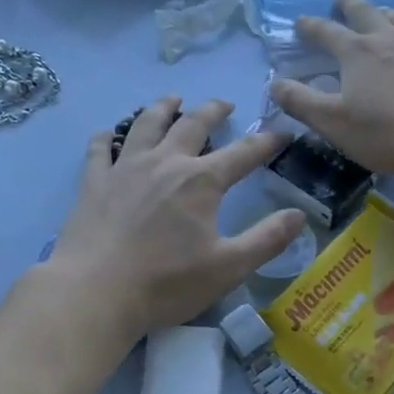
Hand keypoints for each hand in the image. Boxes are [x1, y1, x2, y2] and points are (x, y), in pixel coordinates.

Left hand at [47, 96, 304, 342]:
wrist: (95, 292)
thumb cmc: (167, 283)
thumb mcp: (229, 267)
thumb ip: (267, 239)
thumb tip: (299, 215)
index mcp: (201, 181)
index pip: (243, 154)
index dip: (266, 143)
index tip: (281, 135)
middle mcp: (165, 163)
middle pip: (193, 125)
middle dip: (213, 111)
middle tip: (225, 105)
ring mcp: (125, 168)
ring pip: (146, 124)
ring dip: (163, 108)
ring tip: (172, 100)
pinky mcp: (93, 183)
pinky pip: (99, 149)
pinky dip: (106, 136)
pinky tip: (108, 133)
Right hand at [268, 0, 393, 176]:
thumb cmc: (386, 132)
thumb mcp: (333, 123)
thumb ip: (301, 103)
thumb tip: (275, 84)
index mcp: (355, 53)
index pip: (325, 32)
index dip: (310, 27)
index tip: (301, 23)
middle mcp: (387, 38)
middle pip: (364, 12)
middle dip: (348, 6)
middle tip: (340, 2)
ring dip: (383, 13)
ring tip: (379, 15)